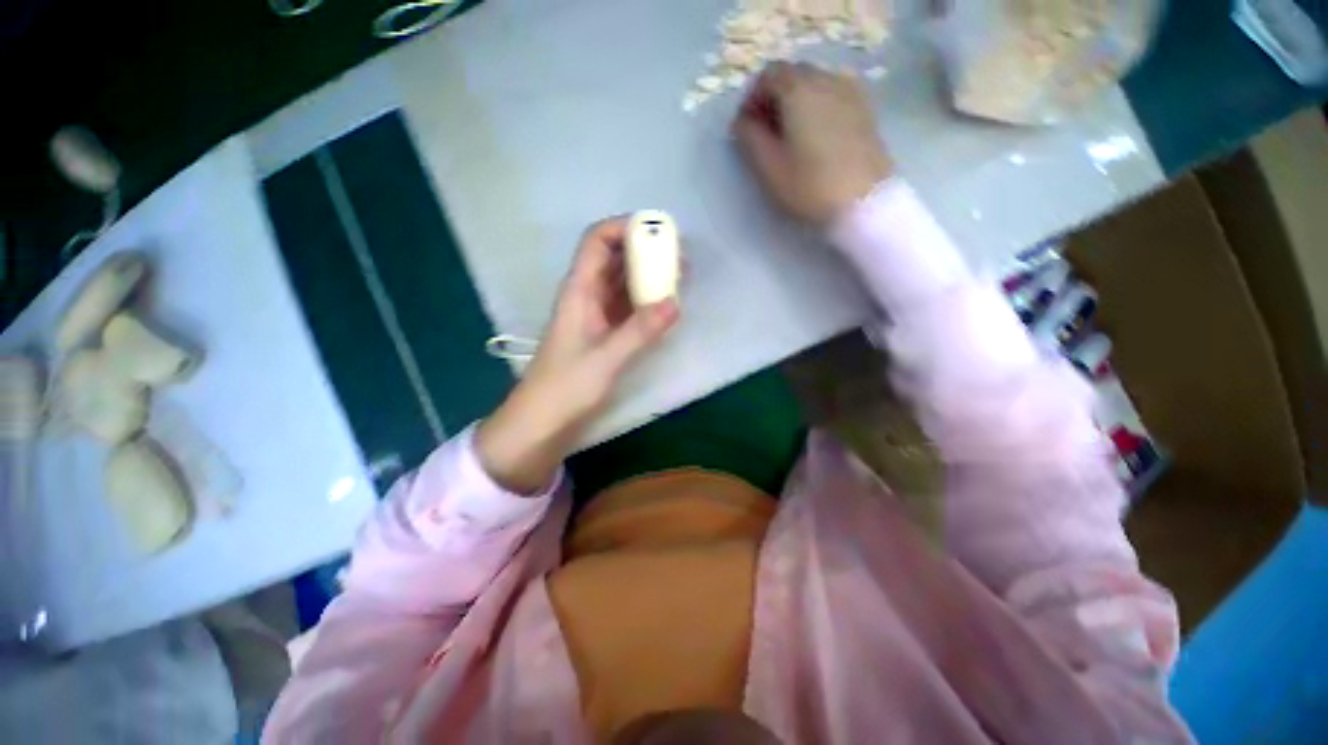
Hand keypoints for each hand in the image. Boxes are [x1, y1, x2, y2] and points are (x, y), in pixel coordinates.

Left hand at [476, 218, 679, 493]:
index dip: (624, 227)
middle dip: (645, 251)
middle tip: (680, 258)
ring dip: (649, 276)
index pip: (597, 241)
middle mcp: (587, 296)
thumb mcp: (605, 359)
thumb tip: (675, 303)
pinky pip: (627, 307)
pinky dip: (646, 302)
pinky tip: (665, 306)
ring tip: (680, 278)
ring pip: (622, 283)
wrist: (542, 422)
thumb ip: (640, 331)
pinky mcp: (603, 335)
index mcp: (579, 291)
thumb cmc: (565, 388)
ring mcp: (596, 316)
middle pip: (614, 258)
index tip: (659, 232)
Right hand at [733, 62, 893, 223]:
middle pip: (793, 76)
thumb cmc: (810, 186)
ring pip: (814, 85)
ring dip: (796, 104)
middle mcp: (826, 79)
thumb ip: (750, 139)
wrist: (864, 201)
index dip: (752, 99)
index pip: (768, 75)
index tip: (746, 128)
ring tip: (790, 139)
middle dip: (773, 99)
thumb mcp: (770, 168)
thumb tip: (742, 122)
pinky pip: (833, 96)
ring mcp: (850, 91)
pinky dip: (817, 108)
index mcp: (799, 89)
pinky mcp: (865, 109)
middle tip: (765, 135)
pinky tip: (815, 138)